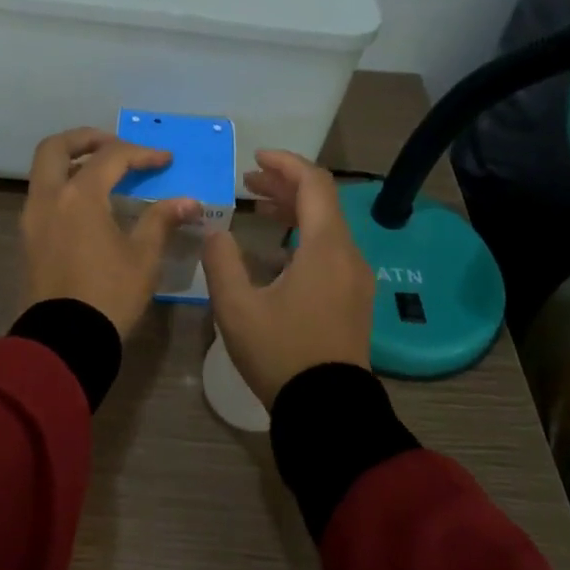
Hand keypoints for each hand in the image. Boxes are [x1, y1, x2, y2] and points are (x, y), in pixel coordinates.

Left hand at [21, 128, 201, 338]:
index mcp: (79, 196)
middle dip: (86, 139)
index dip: (142, 154)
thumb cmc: (109, 295)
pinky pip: (43, 194)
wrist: (64, 342)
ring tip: (103, 171)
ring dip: (72, 161)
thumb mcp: (143, 257)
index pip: (111, 157)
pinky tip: (89, 202)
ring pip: (44, 171)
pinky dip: (63, 185)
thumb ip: (161, 220)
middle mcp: (49, 198)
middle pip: (57, 148)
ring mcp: (32, 218)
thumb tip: (188, 202)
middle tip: (115, 145)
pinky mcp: (28, 238)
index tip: (166, 161)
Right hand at [201, 150, 373, 408]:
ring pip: (326, 226)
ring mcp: (355, 278)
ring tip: (256, 207)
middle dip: (284, 184)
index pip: (314, 184)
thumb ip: (221, 261)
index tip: (254, 157)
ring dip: (293, 210)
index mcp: (325, 248)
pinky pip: (330, 250)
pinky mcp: (353, 298)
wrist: (327, 411)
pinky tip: (275, 249)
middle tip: (247, 181)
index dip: (285, 163)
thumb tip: (215, 231)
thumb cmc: (281, 353)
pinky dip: (303, 235)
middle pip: (322, 202)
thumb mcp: (237, 307)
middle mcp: (348, 255)